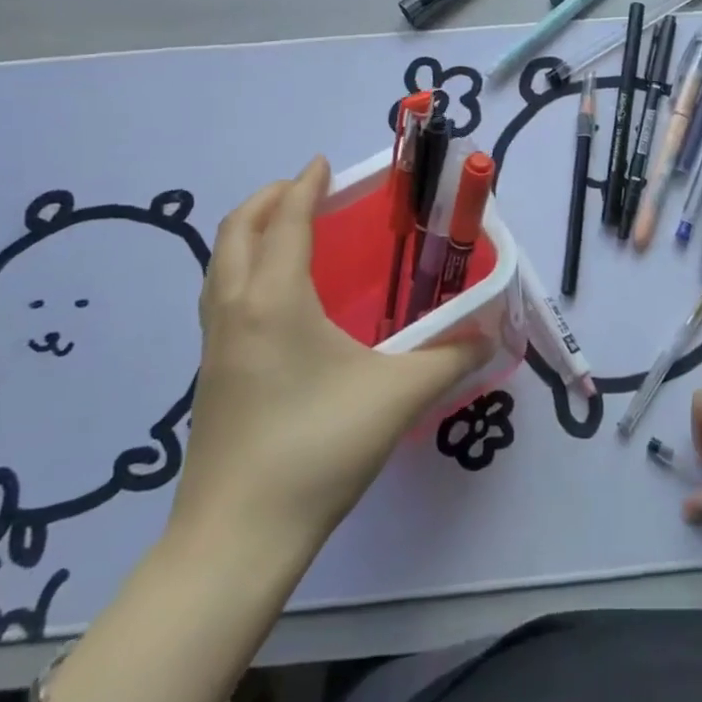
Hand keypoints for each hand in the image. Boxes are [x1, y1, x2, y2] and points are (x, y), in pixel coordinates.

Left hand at [167, 158, 490, 564]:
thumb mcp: (398, 396)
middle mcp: (236, 309)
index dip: (306, 186)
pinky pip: (221, 295)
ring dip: (251, 232)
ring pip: (221, 263)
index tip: (325, 164)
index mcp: (275, 300)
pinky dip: (243, 268)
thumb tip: (490, 335)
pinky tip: (278, 298)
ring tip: (290, 231)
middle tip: (308, 190)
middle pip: (239, 231)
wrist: (238, 537)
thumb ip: (451, 357)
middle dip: (271, 199)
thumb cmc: (318, 448)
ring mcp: (215, 344)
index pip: (288, 221)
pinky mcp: (210, 374)